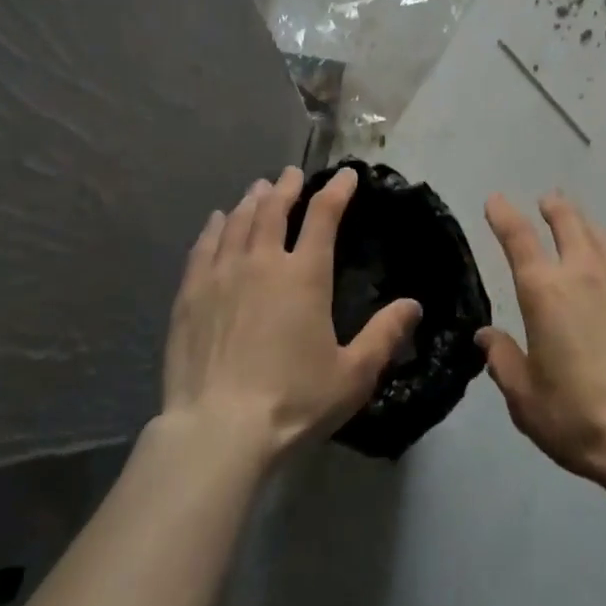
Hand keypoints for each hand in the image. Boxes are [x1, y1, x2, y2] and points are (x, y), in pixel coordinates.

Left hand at [163, 165, 421, 458]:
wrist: (218, 431)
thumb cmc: (293, 402)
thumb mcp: (353, 375)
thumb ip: (385, 336)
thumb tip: (414, 305)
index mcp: (305, 275)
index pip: (324, 215)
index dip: (337, 190)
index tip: (347, 176)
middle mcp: (263, 261)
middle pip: (275, 208)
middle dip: (287, 186)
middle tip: (292, 174)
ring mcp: (222, 274)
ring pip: (239, 221)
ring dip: (253, 200)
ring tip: (259, 189)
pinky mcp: (191, 294)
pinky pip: (204, 246)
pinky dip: (215, 226)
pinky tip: (218, 220)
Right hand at [478, 192, 605, 488]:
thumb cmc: (579, 417)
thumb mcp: (525, 398)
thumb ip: (502, 360)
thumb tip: (487, 336)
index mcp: (545, 291)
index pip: (518, 237)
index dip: (504, 214)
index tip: (496, 199)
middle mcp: (585, 273)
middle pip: (568, 221)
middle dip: (554, 207)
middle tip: (547, 202)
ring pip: (602, 237)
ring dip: (585, 227)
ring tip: (580, 228)